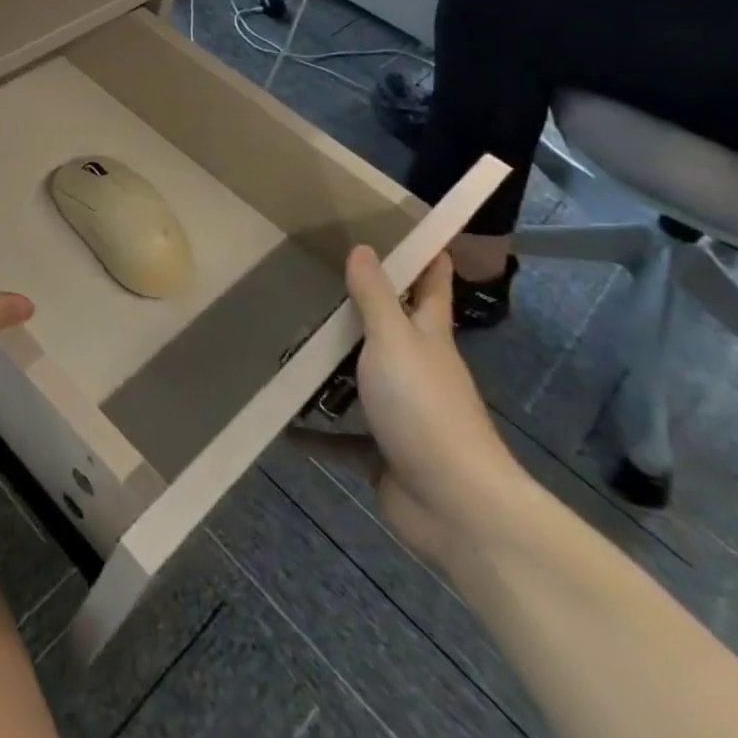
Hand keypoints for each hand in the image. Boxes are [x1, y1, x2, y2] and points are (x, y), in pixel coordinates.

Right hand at [317, 247, 535, 569]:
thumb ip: (375, 297)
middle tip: (315, 285)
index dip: (428, 260)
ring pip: (361, 383)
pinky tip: (282, 425)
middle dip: (360, 312)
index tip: (411, 232)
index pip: (432, 288)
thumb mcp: (394, 341)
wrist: (455, 506)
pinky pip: (342, 438)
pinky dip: (315, 433)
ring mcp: (402, 415)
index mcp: (428, 339)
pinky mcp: (384, 454)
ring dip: (330, 373)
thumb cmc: (425, 408)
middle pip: (389, 333)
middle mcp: (418, 371)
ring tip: (286, 349)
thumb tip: (363, 248)